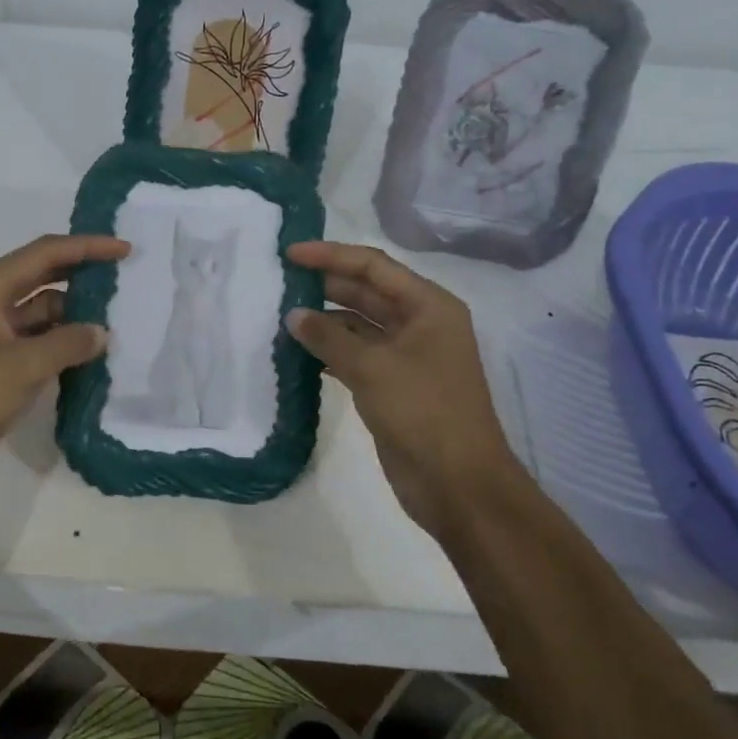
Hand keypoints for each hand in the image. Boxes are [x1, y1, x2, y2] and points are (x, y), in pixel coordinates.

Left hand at [0, 234, 128, 508]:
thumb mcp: (23, 366)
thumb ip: (68, 343)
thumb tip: (101, 332)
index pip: (44, 254)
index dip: (86, 247)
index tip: (125, 250)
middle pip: (42, 276)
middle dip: (81, 276)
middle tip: (124, 279)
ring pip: (42, 311)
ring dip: (74, 315)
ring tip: (117, 321)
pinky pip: (37, 341)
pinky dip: (62, 343)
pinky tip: (92, 353)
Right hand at [285, 241, 519, 529]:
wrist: (458, 484)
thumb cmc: (423, 412)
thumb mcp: (372, 367)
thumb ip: (329, 337)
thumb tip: (293, 315)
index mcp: (428, 306)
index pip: (373, 266)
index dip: (330, 256)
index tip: (289, 254)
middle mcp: (420, 323)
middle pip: (366, 291)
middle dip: (325, 285)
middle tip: (279, 281)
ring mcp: (406, 356)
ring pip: (358, 325)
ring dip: (324, 320)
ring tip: (280, 315)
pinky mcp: (392, 385)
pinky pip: (355, 355)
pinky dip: (329, 350)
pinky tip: (298, 351)